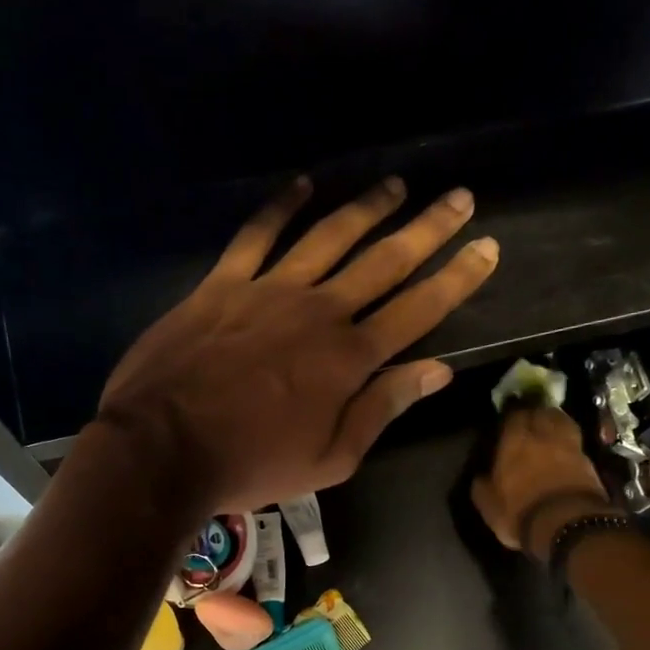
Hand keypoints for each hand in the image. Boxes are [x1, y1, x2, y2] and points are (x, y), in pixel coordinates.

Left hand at [96, 176, 497, 510]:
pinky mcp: (222, 285)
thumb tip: (438, 372)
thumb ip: (382, 410)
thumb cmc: (251, 465)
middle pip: (384, 260)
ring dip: (366, 208)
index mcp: (349, 358)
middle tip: (460, 198)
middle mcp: (318, 311)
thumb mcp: (330, 459)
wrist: (162, 448)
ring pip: (329, 236)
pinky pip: (256, 235)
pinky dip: (280, 208)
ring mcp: (268, 290)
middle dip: (427, 228)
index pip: (418, 308)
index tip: (487, 248)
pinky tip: (303, 185)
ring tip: (396, 184)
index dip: (457, 278)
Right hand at [471, 407, 620, 557]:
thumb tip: (481, 477)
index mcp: (514, 441)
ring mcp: (570, 447)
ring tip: (550, 427)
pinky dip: (570, 442)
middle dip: (536, 412)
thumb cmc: (520, 512)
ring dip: (556, 421)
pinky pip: (576, 443)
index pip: (514, 415)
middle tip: (530, 417)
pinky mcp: (590, 462)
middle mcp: (543, 436)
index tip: (508, 417)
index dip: (511, 414)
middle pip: (542, 412)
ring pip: (563, 423)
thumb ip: (482, 487)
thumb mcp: (489, 506)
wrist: (569, 524)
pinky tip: (566, 448)